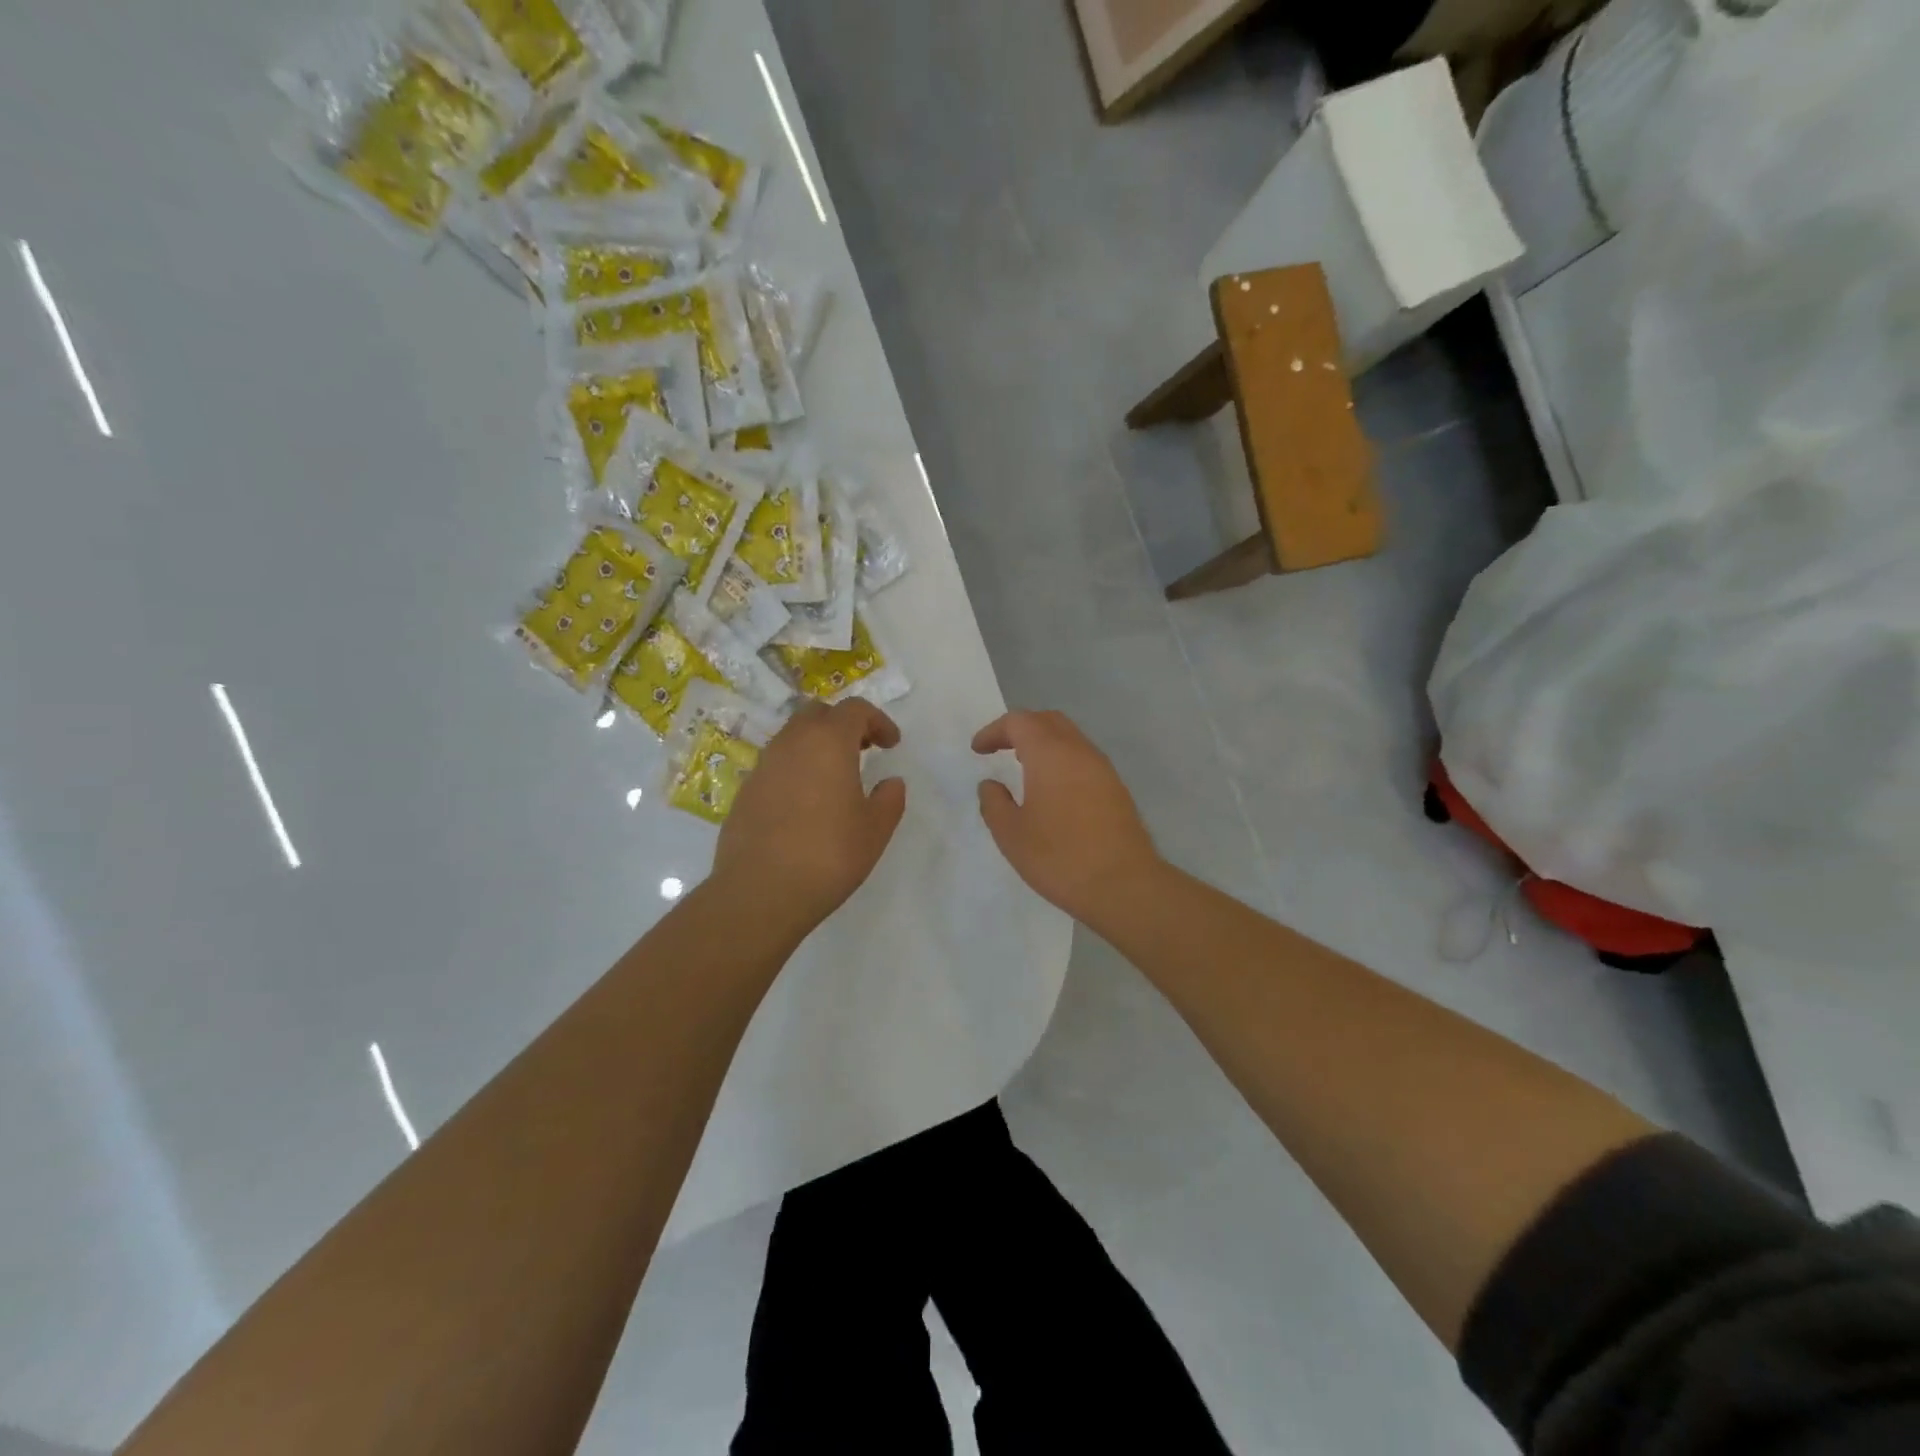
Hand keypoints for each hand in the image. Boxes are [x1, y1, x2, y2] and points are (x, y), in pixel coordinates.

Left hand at [712, 699, 906, 937]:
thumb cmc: (828, 855)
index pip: (854, 709)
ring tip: (834, 778)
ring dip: (816, 746)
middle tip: (862, 750)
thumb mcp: (875, 830)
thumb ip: (889, 799)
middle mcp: (791, 743)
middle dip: (843, 724)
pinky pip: (775, 765)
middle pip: (818, 713)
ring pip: (792, 737)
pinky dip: (795, 770)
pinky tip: (805, 804)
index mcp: (828, 742)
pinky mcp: (744, 791)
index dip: (877, 720)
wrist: (760, 891)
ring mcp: (762, 766)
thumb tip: (890, 782)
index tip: (891, 744)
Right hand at [973, 710, 1161, 923]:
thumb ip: (994, 803)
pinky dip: (1062, 761)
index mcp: (1050, 754)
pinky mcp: (1116, 789)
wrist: (1124, 885)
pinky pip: (1083, 759)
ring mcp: (1103, 769)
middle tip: (1000, 749)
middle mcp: (1079, 751)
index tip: (978, 750)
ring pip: (1070, 738)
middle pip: (1048, 721)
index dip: (994, 731)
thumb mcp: (1011, 834)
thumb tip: (991, 785)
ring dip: (1044, 744)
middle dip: (1021, 728)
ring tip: (1024, 767)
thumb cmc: (1059, 857)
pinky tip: (1052, 790)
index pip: (1019, 722)